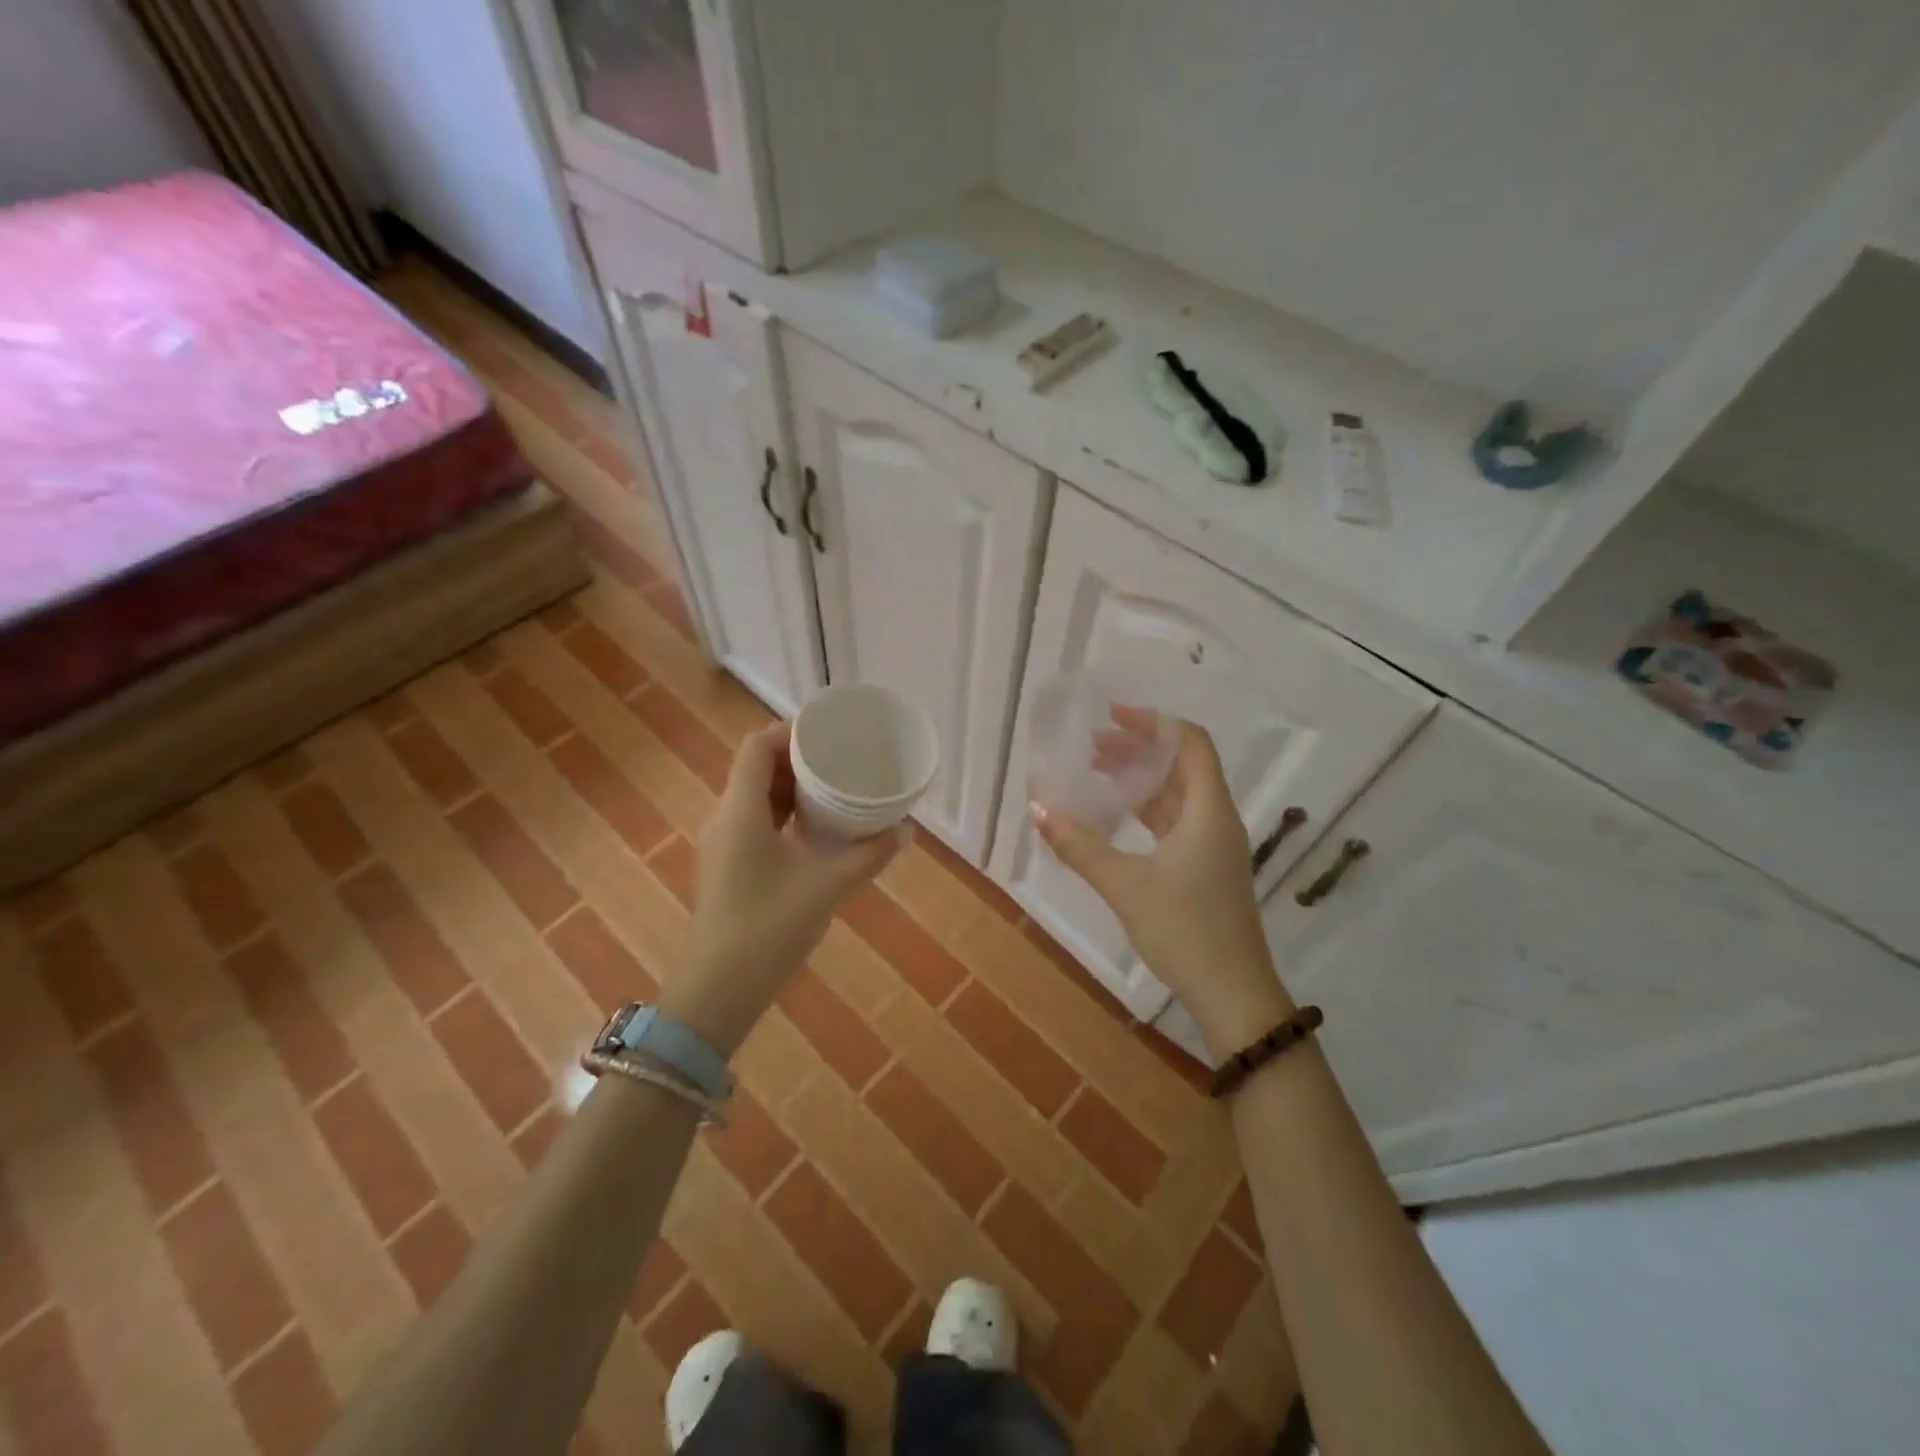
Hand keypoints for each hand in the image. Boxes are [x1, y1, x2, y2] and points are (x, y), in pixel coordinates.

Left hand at [662, 723, 905, 1053]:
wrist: (720, 987)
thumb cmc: (770, 926)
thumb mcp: (828, 885)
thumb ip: (869, 855)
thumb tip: (906, 831)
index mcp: (741, 810)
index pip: (757, 747)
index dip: (789, 732)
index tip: (828, 735)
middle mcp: (724, 817)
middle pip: (755, 768)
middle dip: (796, 758)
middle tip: (840, 760)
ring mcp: (722, 843)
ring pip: (754, 796)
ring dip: (790, 787)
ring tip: (833, 789)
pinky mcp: (727, 866)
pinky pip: (754, 821)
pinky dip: (782, 813)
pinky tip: (814, 829)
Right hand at [1033, 711, 1293, 1055]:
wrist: (1233, 994)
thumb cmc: (1184, 930)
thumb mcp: (1125, 885)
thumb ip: (1080, 846)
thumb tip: (1037, 810)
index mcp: (1208, 810)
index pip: (1189, 743)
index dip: (1153, 723)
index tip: (1112, 716)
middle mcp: (1216, 819)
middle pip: (1181, 765)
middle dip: (1138, 749)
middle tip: (1093, 745)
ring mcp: (1214, 845)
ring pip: (1177, 794)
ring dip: (1140, 779)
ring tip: (1098, 772)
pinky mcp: (1206, 867)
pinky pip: (1176, 821)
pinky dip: (1146, 809)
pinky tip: (1116, 815)